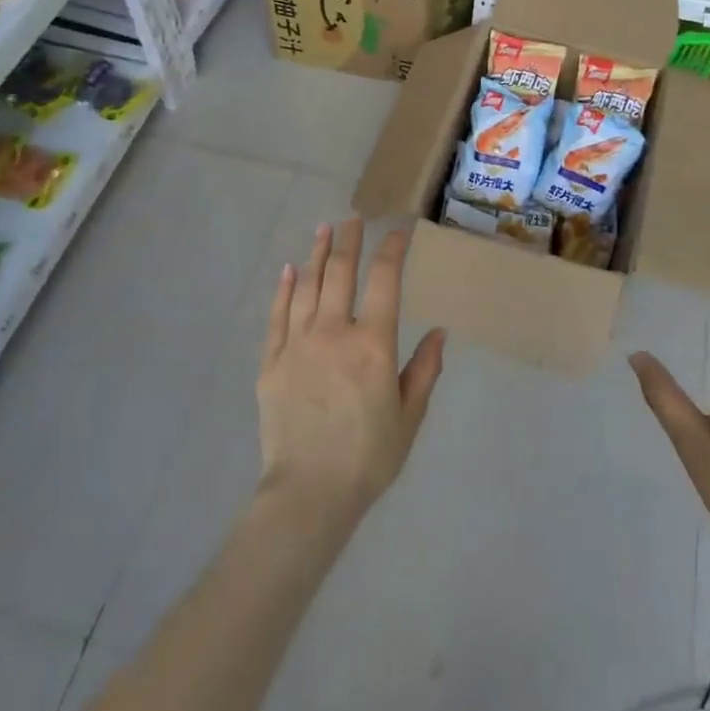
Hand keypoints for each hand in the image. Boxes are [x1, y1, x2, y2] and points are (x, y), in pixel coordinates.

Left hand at [256, 220, 445, 531]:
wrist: (308, 493)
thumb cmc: (368, 458)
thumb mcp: (409, 416)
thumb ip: (424, 370)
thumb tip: (439, 332)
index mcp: (372, 343)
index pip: (384, 280)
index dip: (392, 249)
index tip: (399, 231)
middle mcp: (333, 332)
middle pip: (341, 272)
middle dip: (350, 240)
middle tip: (354, 217)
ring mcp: (297, 344)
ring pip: (308, 286)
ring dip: (317, 254)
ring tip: (324, 229)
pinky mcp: (271, 362)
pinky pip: (277, 315)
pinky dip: (285, 289)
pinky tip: (289, 271)